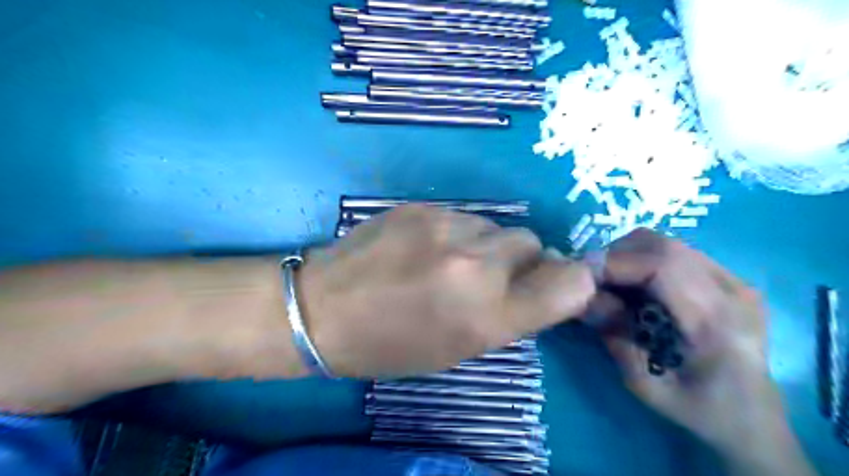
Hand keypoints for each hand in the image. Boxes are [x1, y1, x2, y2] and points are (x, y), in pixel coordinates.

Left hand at [296, 204, 592, 378]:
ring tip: (449, 262)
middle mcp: (477, 265)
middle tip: (488, 277)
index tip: (552, 285)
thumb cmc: (392, 345)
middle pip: (534, 243)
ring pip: (498, 227)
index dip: (570, 282)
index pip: (572, 283)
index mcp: (490, 315)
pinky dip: (458, 233)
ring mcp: (448, 228)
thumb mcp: (460, 348)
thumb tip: (544, 282)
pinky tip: (426, 247)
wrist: (324, 310)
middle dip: (520, 261)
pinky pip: (464, 216)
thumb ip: (509, 314)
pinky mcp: (423, 206)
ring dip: (487, 245)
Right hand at [587, 229, 811, 473]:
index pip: (661, 266)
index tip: (581, 276)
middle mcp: (732, 291)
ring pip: (667, 243)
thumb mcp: (646, 386)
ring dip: (630, 256)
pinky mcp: (730, 279)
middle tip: (594, 280)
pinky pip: (677, 253)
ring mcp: (735, 281)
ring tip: (613, 283)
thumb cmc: (700, 410)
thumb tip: (585, 298)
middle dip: (617, 255)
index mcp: (717, 322)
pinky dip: (646, 261)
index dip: (615, 263)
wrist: (754, 419)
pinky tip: (638, 287)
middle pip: (663, 245)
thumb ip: (615, 338)